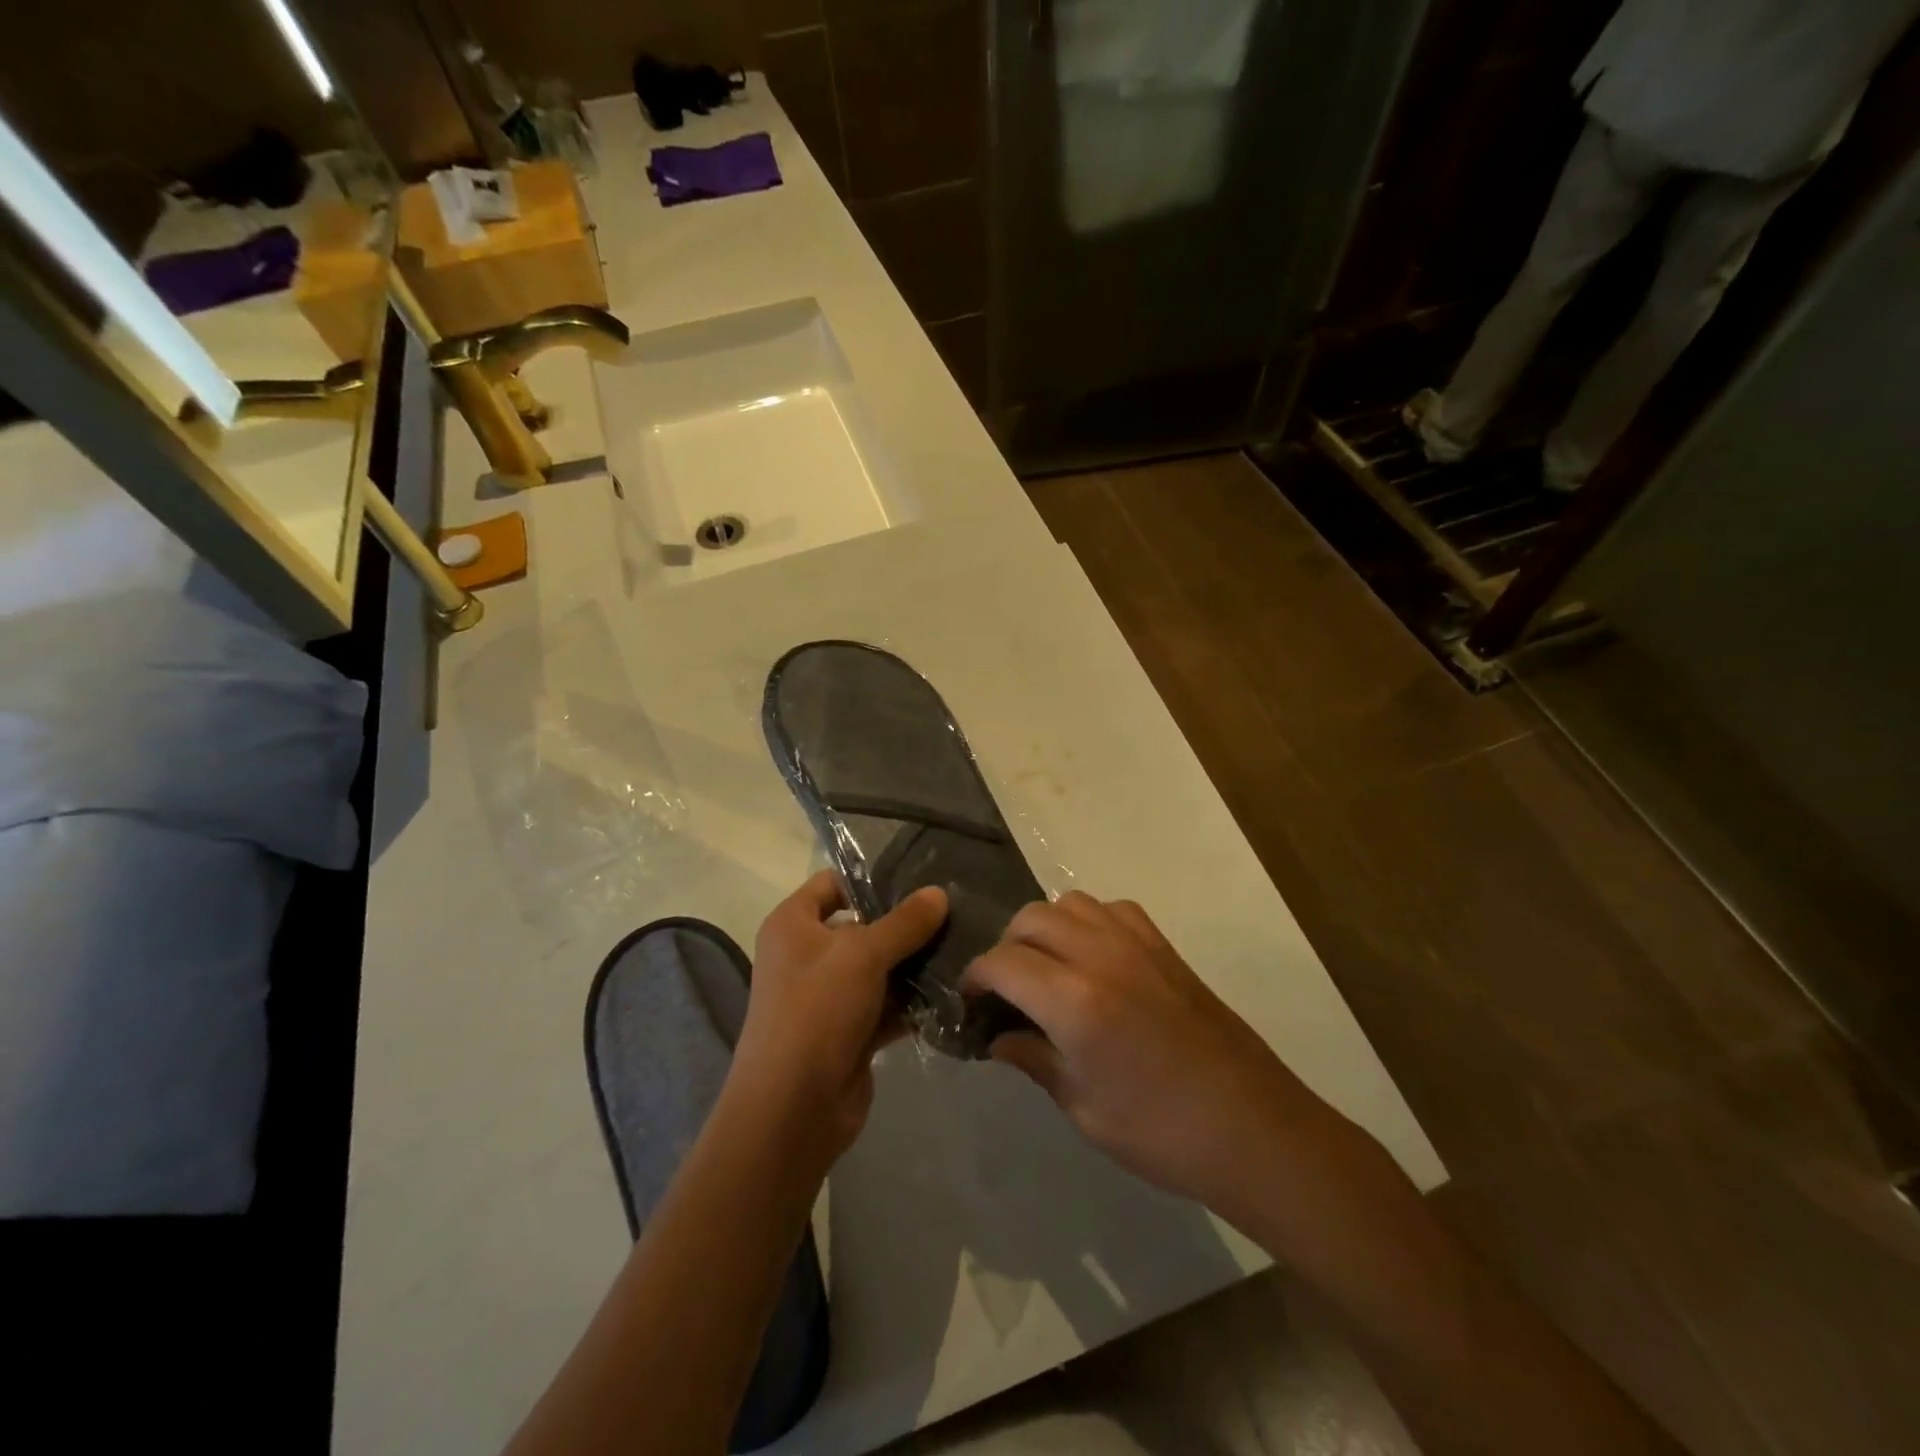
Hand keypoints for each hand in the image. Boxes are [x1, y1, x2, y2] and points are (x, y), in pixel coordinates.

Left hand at [731, 871, 948, 1161]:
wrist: (792, 1110)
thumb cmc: (816, 1011)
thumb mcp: (862, 955)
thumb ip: (904, 922)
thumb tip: (939, 892)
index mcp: (793, 924)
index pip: (832, 883)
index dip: (870, 878)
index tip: (918, 877)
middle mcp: (807, 955)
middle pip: (861, 926)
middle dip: (904, 923)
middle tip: (954, 911)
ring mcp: (829, 996)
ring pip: (878, 968)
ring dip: (914, 964)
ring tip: (963, 946)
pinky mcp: (850, 1032)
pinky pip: (886, 1005)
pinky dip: (913, 1001)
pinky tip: (952, 989)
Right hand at [962, 892, 1328, 1218]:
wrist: (1253, 1128)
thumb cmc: (1161, 1133)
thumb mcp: (1083, 1108)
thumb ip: (1033, 1060)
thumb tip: (997, 1038)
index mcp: (1074, 1001)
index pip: (1002, 963)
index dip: (976, 978)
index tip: (970, 1001)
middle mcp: (1100, 955)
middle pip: (1030, 919)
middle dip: (1006, 948)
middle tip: (1007, 990)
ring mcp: (1136, 943)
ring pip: (1068, 902)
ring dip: (1045, 928)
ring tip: (1047, 969)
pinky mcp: (1164, 946)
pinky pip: (1111, 908)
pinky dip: (1088, 922)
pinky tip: (1093, 958)